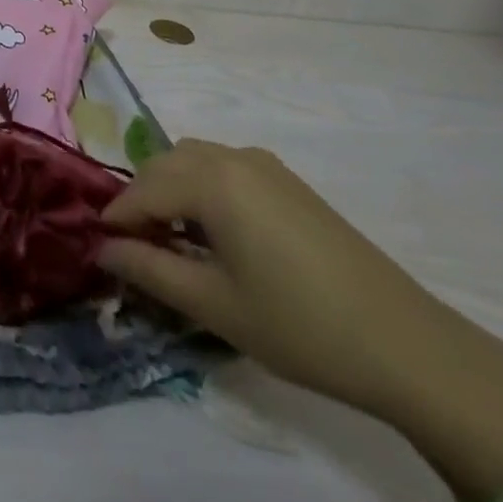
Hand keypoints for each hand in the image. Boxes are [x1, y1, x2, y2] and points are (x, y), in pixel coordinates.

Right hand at [98, 139, 502, 432]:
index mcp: (213, 180)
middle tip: (132, 247)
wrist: (405, 344)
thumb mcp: (213, 304)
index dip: (116, 218)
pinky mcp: (288, 181)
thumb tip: (102, 248)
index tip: (97, 247)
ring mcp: (265, 165)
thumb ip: (149, 269)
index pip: (142, 189)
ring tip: (169, 239)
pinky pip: (224, 168)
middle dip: (140, 198)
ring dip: (170, 189)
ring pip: (194, 160)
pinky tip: (211, 232)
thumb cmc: (298, 325)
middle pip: (165, 164)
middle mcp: (234, 157)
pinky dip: (201, 187)